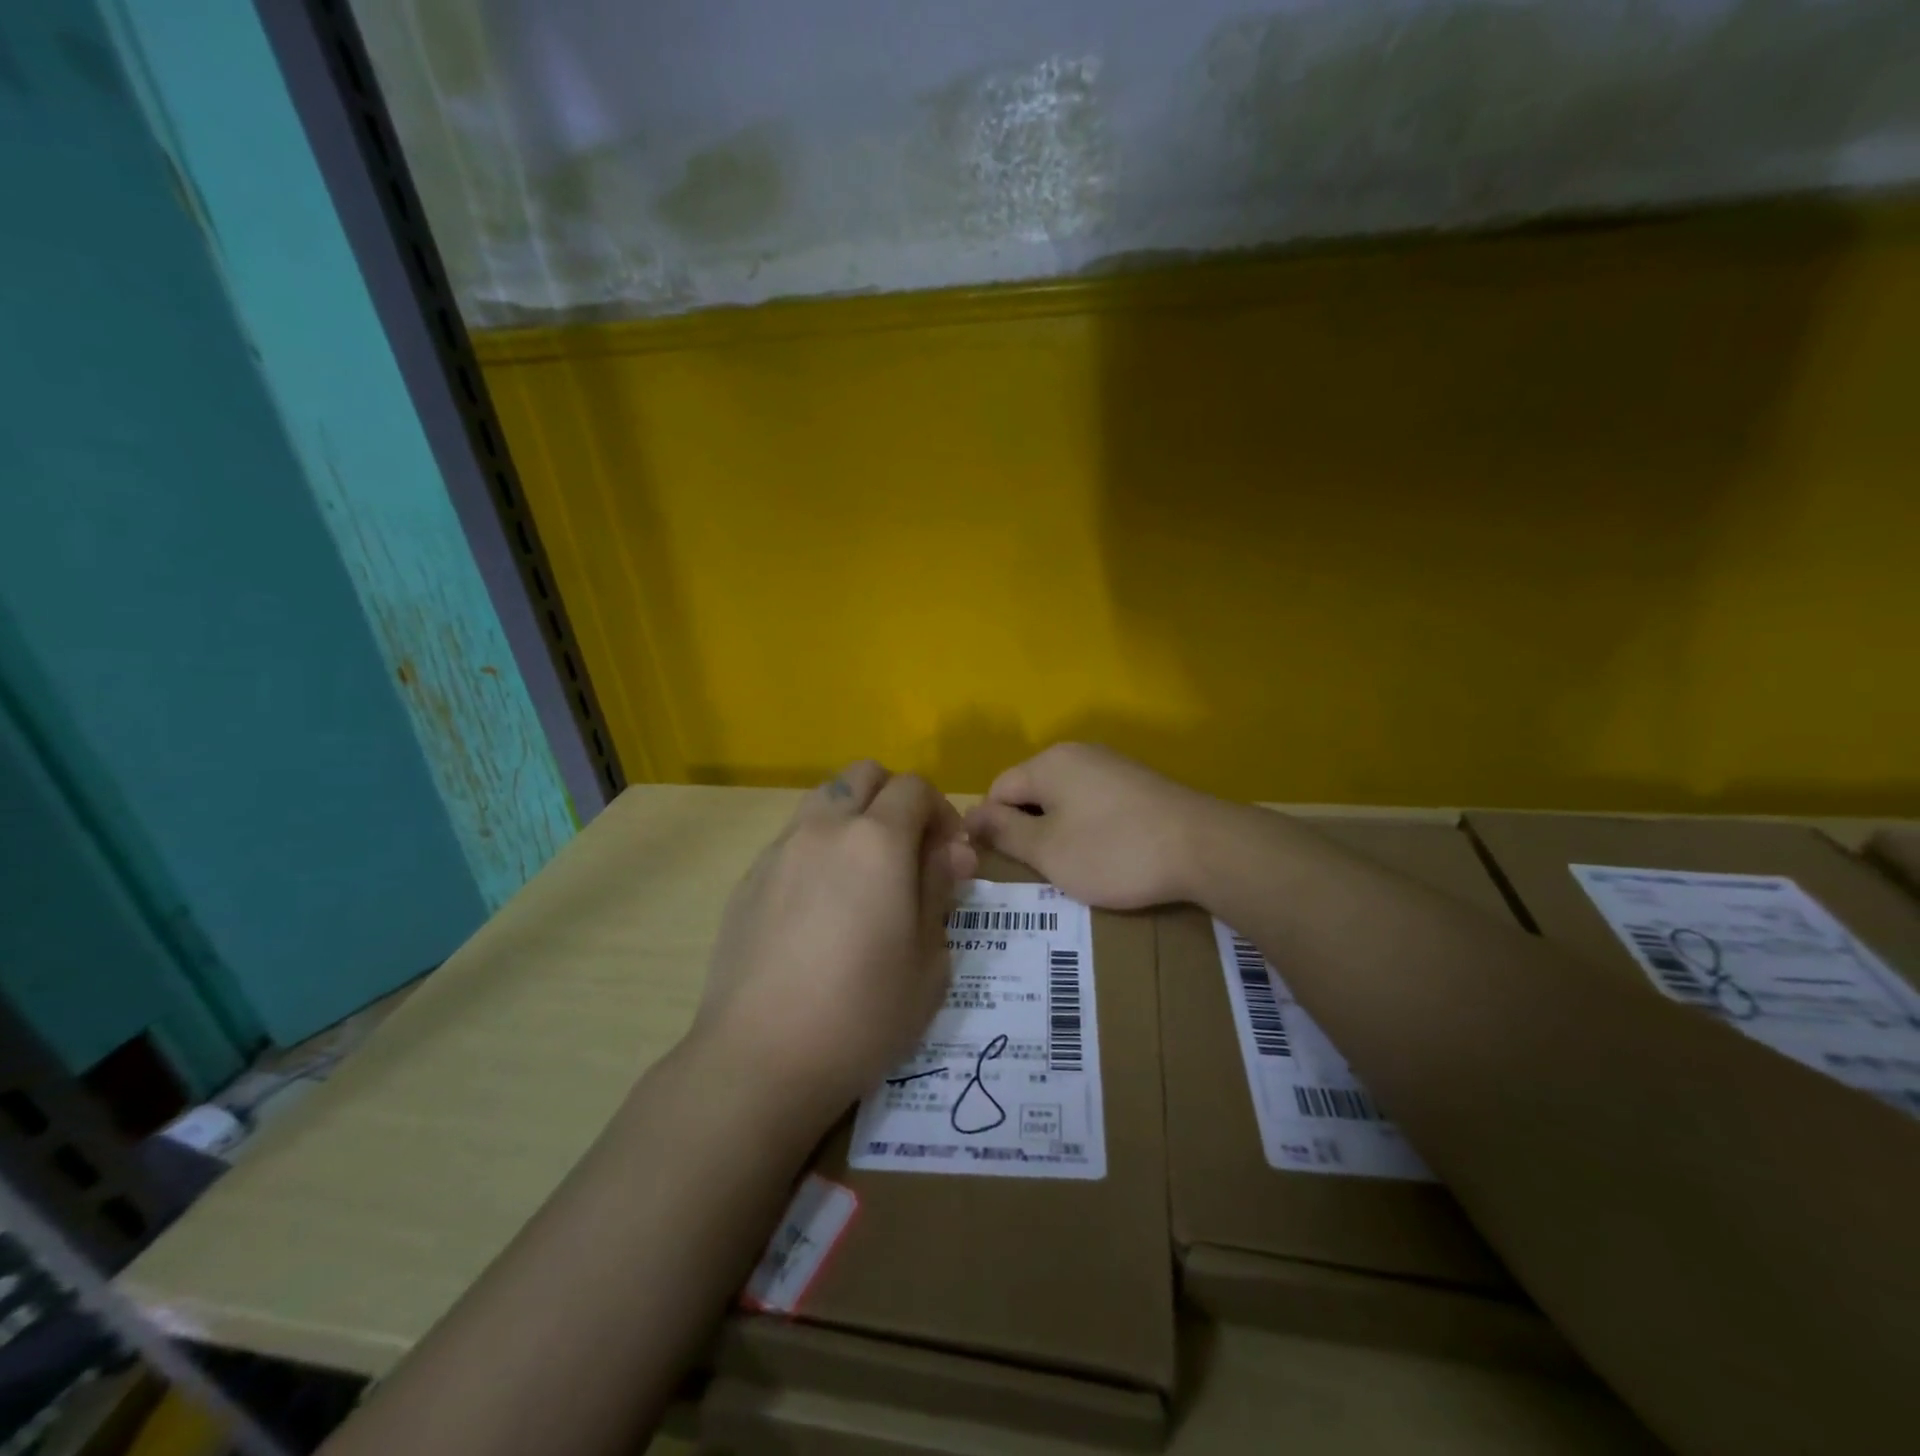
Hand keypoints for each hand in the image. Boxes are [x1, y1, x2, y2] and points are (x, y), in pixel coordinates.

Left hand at [692, 761, 976, 1123]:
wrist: (760, 1057)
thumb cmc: (862, 1013)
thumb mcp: (928, 959)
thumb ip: (939, 891)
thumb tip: (950, 852)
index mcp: (877, 841)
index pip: (915, 788)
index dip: (942, 812)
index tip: (950, 856)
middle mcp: (825, 829)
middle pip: (864, 775)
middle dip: (896, 799)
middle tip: (910, 852)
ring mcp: (780, 850)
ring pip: (824, 800)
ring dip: (854, 818)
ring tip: (865, 875)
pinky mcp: (749, 878)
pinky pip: (793, 839)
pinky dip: (819, 849)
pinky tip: (821, 906)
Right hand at [964, 744, 1228, 909]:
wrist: (1204, 847)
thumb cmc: (1114, 851)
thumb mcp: (1048, 850)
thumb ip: (1003, 831)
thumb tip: (970, 815)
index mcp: (1049, 762)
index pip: (997, 789)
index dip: (991, 828)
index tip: (1002, 866)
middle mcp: (1078, 753)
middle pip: (1030, 791)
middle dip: (1026, 829)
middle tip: (1036, 871)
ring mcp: (1112, 765)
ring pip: (1063, 798)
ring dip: (1057, 831)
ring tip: (1070, 868)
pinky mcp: (1138, 783)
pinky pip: (1093, 802)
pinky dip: (1088, 828)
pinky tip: (1104, 855)